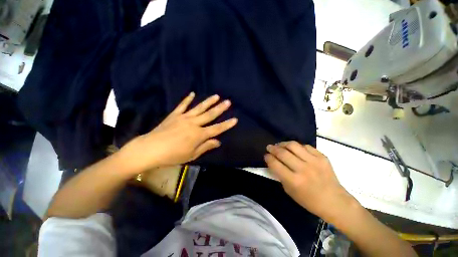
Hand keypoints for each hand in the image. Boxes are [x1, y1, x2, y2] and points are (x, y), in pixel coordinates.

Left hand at [121, 92, 236, 172]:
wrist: (150, 149)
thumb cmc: (172, 155)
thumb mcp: (192, 155)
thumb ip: (206, 146)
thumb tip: (218, 141)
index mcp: (199, 134)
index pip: (217, 129)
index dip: (227, 124)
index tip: (235, 119)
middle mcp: (193, 124)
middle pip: (210, 115)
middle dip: (220, 108)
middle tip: (228, 102)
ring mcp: (184, 118)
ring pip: (199, 108)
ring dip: (208, 102)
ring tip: (216, 96)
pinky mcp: (174, 115)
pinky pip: (182, 106)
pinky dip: (187, 99)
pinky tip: (192, 93)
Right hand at [264, 141, 357, 222]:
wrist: (335, 201)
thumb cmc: (309, 200)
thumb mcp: (290, 191)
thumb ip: (280, 175)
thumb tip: (273, 162)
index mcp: (294, 181)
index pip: (275, 164)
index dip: (268, 157)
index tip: (266, 155)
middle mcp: (303, 169)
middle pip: (283, 152)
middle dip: (273, 148)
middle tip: (269, 147)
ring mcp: (314, 162)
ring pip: (293, 145)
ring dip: (283, 143)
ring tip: (280, 145)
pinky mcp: (322, 157)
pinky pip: (306, 146)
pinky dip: (297, 146)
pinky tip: (294, 149)